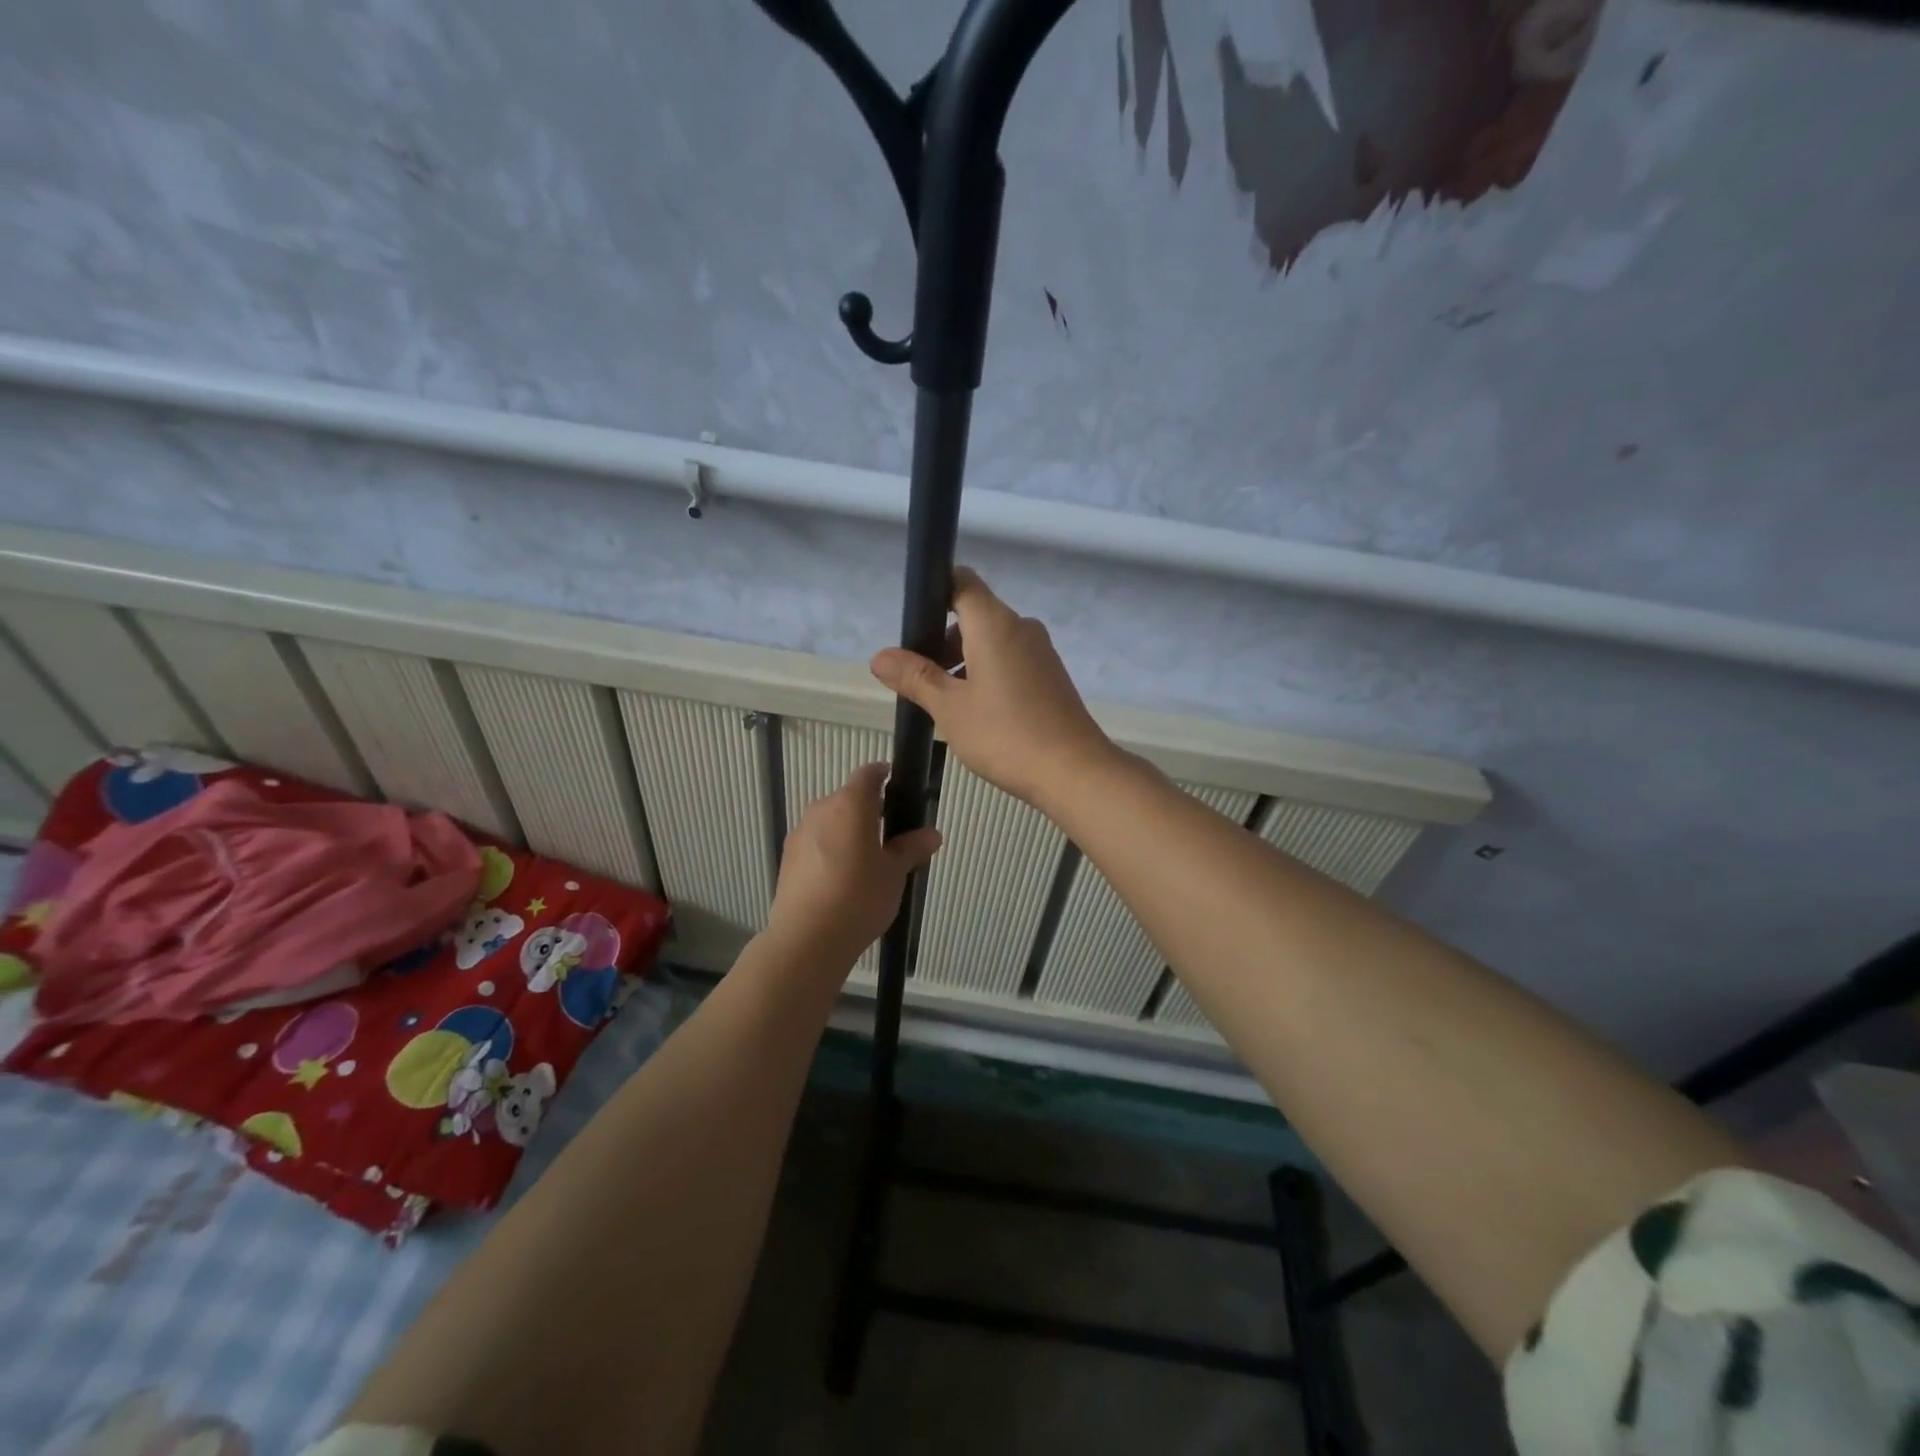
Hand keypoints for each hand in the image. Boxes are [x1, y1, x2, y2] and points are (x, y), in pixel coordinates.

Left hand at [767, 762, 941, 964]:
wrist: (807, 939)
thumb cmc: (859, 897)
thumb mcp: (894, 873)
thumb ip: (911, 848)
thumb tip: (932, 834)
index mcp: (850, 805)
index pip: (868, 774)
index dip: (883, 775)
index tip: (896, 786)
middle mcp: (821, 810)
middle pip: (848, 799)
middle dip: (868, 811)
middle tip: (890, 837)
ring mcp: (800, 834)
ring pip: (830, 822)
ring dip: (847, 832)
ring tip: (866, 864)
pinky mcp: (788, 859)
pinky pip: (815, 843)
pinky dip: (830, 851)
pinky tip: (841, 881)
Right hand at [870, 567, 1117, 811]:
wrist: (1074, 771)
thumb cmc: (1006, 735)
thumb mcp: (950, 708)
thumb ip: (915, 677)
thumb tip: (880, 656)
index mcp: (995, 624)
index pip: (961, 582)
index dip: (934, 592)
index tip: (912, 624)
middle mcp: (1021, 628)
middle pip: (973, 616)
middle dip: (942, 641)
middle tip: (919, 680)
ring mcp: (1041, 652)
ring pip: (991, 642)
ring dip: (963, 663)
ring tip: (944, 705)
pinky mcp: (1051, 677)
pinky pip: (1010, 662)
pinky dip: (987, 676)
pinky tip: (977, 715)